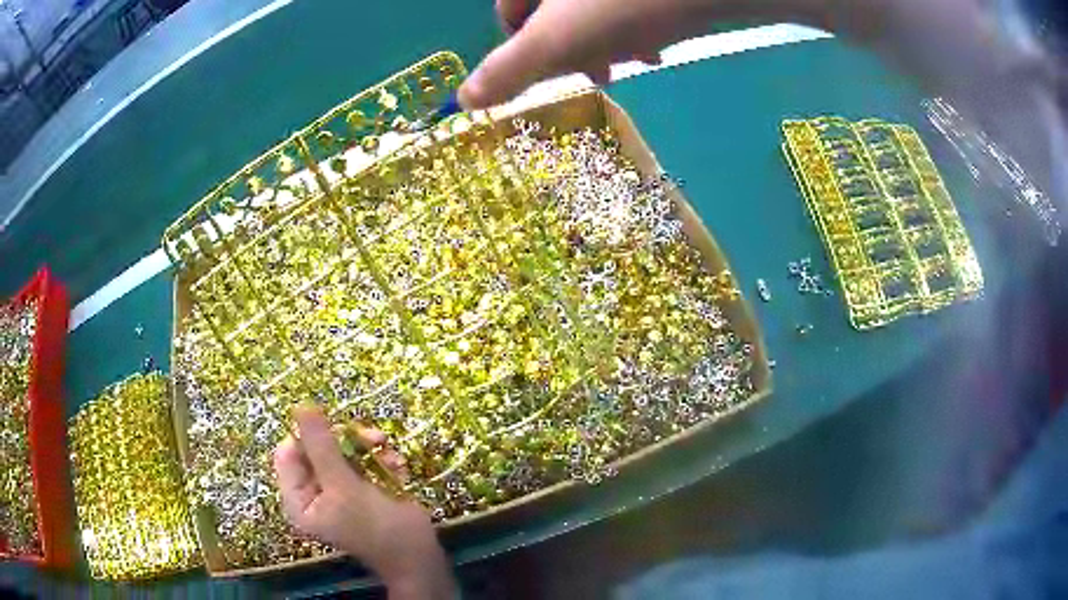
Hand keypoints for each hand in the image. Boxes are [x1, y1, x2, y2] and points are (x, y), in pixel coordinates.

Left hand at [274, 403, 456, 598]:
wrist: (419, 555)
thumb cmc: (375, 528)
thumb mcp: (344, 487)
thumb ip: (322, 446)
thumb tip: (301, 405)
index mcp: (299, 498)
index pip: (289, 452)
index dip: (309, 436)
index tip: (336, 430)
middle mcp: (314, 492)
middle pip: (317, 447)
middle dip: (346, 441)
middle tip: (373, 438)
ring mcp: (339, 489)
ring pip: (343, 450)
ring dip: (368, 448)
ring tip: (389, 451)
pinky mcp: (363, 487)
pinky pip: (363, 460)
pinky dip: (381, 459)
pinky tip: (398, 468)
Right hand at [457, 0, 830, 107]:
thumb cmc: (623, 9)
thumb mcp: (556, 42)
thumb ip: (508, 69)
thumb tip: (465, 102)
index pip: (509, 10)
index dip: (522, 45)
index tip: (551, 72)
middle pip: (552, 11)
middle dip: (573, 46)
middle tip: (597, 74)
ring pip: (591, 10)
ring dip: (606, 41)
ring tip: (635, 60)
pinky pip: (624, 7)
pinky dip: (633, 26)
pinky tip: (655, 45)